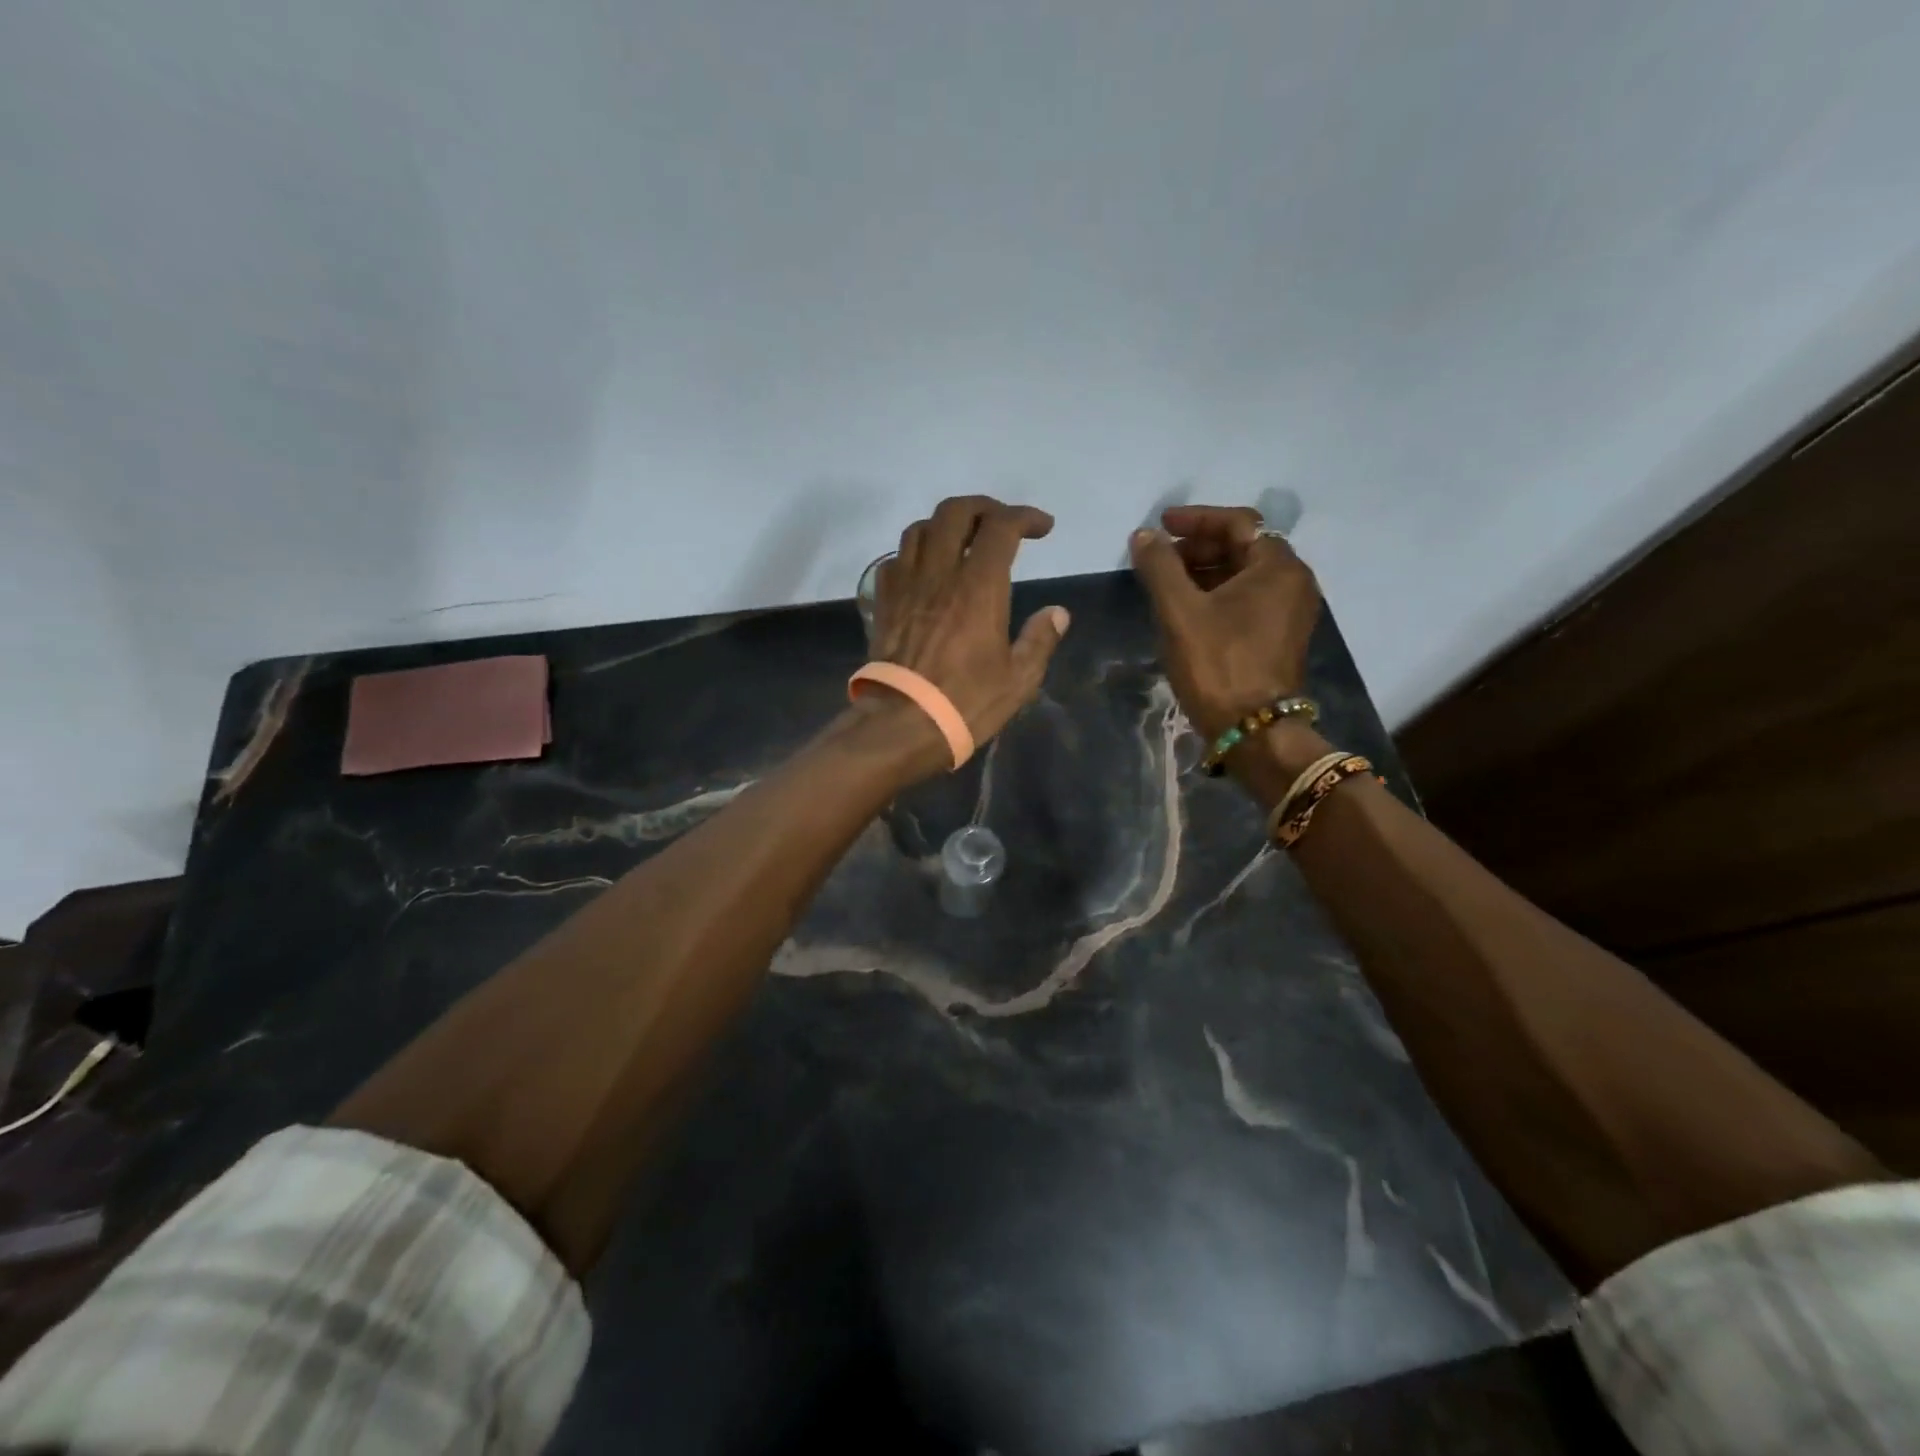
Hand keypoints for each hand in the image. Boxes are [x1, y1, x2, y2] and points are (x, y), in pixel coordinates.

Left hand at [867, 496, 1070, 768]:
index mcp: (979, 586)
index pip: (1001, 527)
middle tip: (1002, 524)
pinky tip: (926, 572)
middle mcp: (940, 573)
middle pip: (955, 512)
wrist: (901, 724)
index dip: (1025, 516)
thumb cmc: (966, 703)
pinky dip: (914, 554)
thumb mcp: (1018, 679)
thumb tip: (1057, 613)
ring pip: (920, 529)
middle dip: (984, 508)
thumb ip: (1040, 640)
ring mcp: (906, 585)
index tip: (1042, 528)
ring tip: (962, 541)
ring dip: (945, 525)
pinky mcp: (883, 603)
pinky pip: (895, 560)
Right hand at [1130, 505, 1321, 738]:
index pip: (1238, 523)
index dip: (1196, 519)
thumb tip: (1143, 536)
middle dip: (1198, 546)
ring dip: (1204, 571)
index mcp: (1278, 567)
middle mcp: (1293, 583)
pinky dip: (1217, 594)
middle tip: (1160, 557)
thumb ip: (1159, 566)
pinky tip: (1186, 609)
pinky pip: (1247, 600)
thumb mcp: (1180, 611)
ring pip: (1243, 575)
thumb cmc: (1217, 664)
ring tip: (1166, 582)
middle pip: (1243, 547)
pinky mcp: (1279, 637)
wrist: (1252, 730)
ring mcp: (1289, 612)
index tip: (1161, 525)